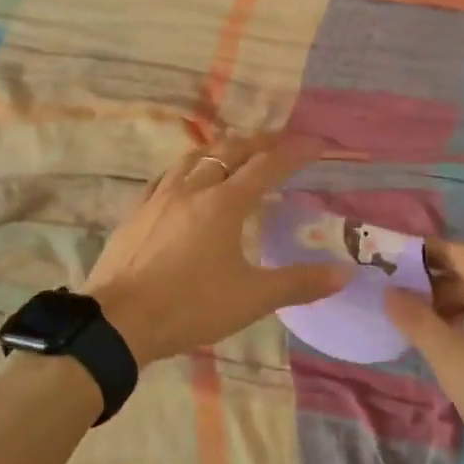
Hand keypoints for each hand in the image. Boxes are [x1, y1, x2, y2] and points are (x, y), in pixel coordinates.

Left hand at [84, 131, 351, 366]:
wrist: (119, 321)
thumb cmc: (190, 306)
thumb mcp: (251, 298)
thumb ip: (298, 282)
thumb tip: (345, 273)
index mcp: (225, 203)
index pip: (268, 166)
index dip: (295, 152)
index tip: (317, 143)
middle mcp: (193, 188)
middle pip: (230, 151)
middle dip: (259, 142)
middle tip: (279, 142)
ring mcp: (160, 197)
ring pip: (194, 157)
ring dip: (220, 149)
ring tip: (234, 151)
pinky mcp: (137, 211)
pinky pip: (166, 176)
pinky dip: (186, 169)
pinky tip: (184, 180)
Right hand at [385, 243, 463, 463]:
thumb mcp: (453, 363)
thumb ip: (418, 322)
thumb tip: (390, 292)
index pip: (462, 255)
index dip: (427, 253)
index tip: (394, 259)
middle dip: (437, 287)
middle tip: (401, 301)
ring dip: (456, 308)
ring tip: (424, 328)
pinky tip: (460, 350)